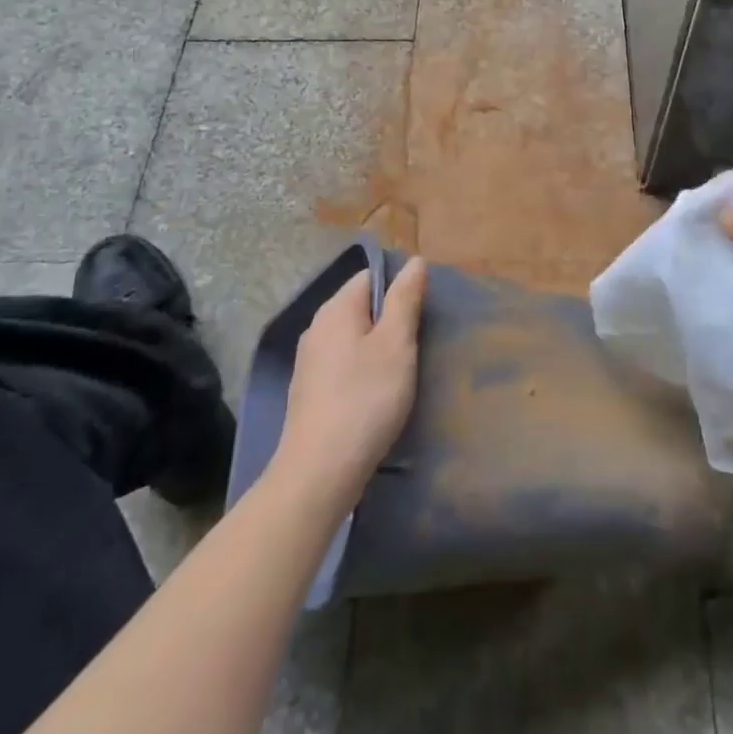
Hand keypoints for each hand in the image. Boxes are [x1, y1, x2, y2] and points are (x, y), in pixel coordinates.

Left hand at [271, 257, 427, 511]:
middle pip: (361, 307)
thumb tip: (414, 261)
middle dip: (391, 320)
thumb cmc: (365, 399)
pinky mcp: (309, 392)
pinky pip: (343, 365)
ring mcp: (309, 361)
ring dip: (378, 348)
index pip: (371, 276)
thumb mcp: (396, 344)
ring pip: (353, 338)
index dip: (400, 288)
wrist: (319, 472)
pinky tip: (377, 396)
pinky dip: (363, 372)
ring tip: (403, 372)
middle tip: (419, 344)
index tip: (424, 314)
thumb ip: (405, 299)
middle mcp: (317, 327)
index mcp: (336, 309)